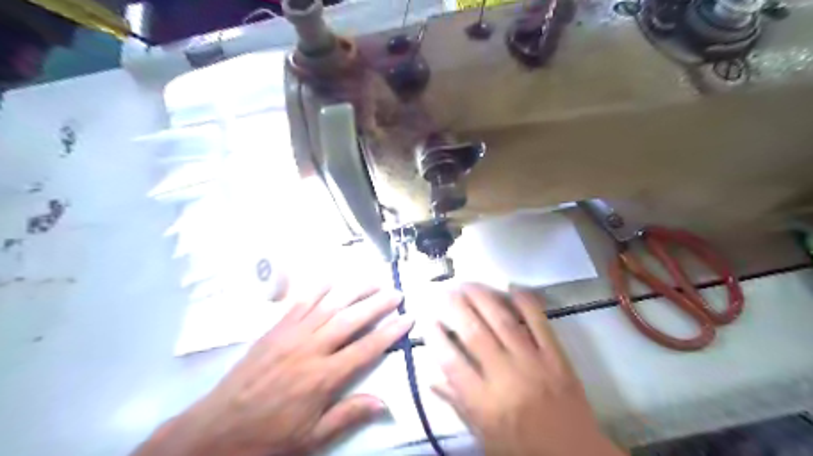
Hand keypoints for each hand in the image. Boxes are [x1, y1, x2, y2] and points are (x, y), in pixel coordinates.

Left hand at [134, 284, 413, 454]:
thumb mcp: (312, 438)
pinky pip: (298, 304)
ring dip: (353, 291)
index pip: (366, 349)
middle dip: (377, 304)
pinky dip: (316, 289)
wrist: (215, 431)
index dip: (390, 332)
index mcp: (324, 378)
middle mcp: (311, 349)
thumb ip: (348, 415)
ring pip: (329, 306)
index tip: (407, 318)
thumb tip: (385, 403)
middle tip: (396, 292)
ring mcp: (291, 335)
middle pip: (351, 320)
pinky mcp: (274, 330)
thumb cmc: (268, 437)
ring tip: (372, 280)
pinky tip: (329, 279)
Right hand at [428, 284, 623, 455]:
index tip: (427, 320)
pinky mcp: (556, 355)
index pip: (452, 362)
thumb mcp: (484, 435)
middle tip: (442, 290)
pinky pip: (539, 321)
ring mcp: (533, 361)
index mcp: (485, 402)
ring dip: (481, 297)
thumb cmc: (523, 448)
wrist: (576, 455)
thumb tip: (431, 379)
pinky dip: (525, 301)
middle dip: (454, 307)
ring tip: (466, 283)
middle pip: (474, 333)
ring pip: (502, 320)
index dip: (436, 337)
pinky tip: (510, 287)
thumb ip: (458, 404)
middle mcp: (506, 376)